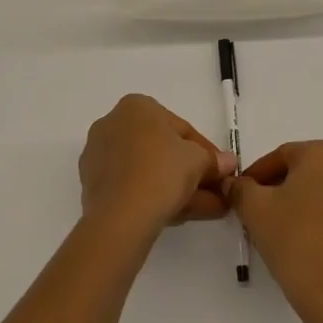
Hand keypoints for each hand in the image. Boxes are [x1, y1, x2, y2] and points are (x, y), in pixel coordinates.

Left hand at [80, 95, 236, 240]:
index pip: (180, 128)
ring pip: (148, 170)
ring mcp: (99, 156)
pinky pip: (132, 186)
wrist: (121, 215)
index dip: (206, 151)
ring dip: (178, 188)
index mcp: (136, 106)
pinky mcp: (93, 185)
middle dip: (191, 172)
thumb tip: (228, 163)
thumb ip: (213, 160)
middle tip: (213, 191)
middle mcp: (112, 124)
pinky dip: (156, 196)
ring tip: (206, 210)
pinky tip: (179, 215)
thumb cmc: (162, 171)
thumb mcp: (198, 161)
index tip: (221, 171)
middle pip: (162, 149)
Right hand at [227, 141, 322, 322]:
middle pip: (301, 171)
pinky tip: (296, 241)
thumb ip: (240, 188)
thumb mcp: (254, 208)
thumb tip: (233, 183)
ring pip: (317, 192)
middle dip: (274, 188)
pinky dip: (313, 219)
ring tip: (272, 228)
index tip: (239, 193)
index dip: (255, 174)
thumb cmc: (293, 239)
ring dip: (293, 203)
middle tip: (252, 210)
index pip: (280, 155)